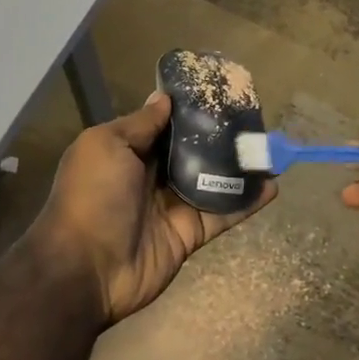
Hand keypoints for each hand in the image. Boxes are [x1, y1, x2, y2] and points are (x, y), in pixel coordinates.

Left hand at [30, 92, 276, 325]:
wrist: (86, 268)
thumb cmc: (92, 196)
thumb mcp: (106, 145)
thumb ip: (139, 124)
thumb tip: (164, 99)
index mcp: (126, 151)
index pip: (163, 124)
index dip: (188, 109)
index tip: (218, 92)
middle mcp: (150, 175)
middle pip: (191, 150)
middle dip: (219, 135)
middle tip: (253, 117)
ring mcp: (171, 205)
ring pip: (211, 180)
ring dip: (239, 166)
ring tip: (268, 147)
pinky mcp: (190, 233)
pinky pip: (222, 213)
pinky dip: (247, 201)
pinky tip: (272, 185)